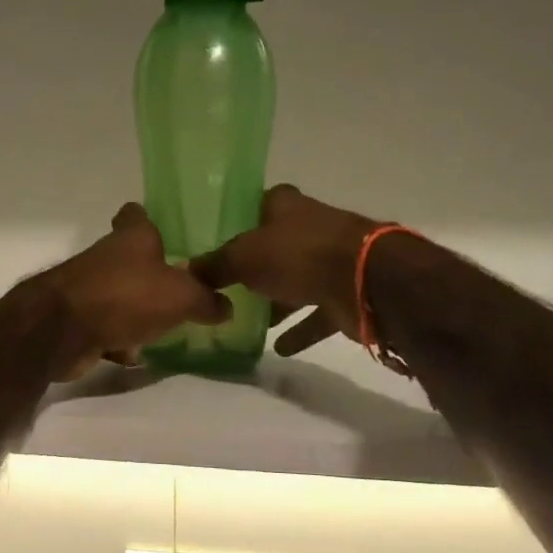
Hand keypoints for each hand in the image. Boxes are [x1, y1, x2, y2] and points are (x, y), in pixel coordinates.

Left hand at [37, 204, 232, 380]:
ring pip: (119, 295)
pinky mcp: (77, 320)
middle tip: (182, 290)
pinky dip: (118, 340)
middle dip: (151, 274)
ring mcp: (87, 288)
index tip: (167, 232)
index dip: (149, 219)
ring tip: (166, 328)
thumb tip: (226, 306)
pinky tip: (136, 355)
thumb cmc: (125, 296)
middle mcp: (107, 256)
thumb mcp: (181, 297)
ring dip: (136, 310)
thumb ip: (206, 300)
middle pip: (130, 258)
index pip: (136, 214)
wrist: (62, 330)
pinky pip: (106, 327)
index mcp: (132, 237)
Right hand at [192, 185, 380, 357]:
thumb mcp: (244, 257)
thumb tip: (188, 272)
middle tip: (223, 286)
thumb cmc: (298, 254)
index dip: (237, 221)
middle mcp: (309, 228)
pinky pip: (316, 313)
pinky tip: (279, 347)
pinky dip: (300, 329)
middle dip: (254, 265)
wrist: (364, 281)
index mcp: (285, 205)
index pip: (256, 205)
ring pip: (295, 280)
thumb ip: (215, 265)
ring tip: (245, 320)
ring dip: (276, 300)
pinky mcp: (344, 293)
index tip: (215, 242)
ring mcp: (330, 261)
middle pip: (275, 245)